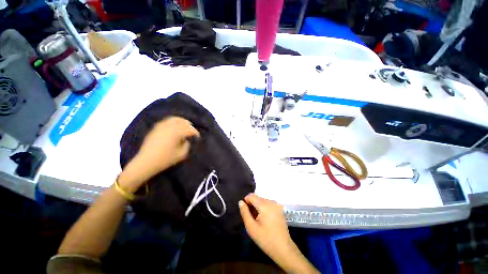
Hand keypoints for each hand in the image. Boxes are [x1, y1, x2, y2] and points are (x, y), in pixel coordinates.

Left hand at [118, 116, 199, 191]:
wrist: (146, 162)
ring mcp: (161, 126)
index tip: (198, 137)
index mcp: (176, 133)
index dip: (195, 133)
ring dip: (181, 121)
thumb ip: (187, 145)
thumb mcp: (181, 154)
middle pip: (182, 121)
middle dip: (189, 125)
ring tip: (185, 126)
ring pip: (174, 119)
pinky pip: (166, 121)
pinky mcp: (155, 128)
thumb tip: (187, 140)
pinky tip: (174, 126)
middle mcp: (169, 127)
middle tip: (192, 131)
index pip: (189, 130)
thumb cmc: (165, 159)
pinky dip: (173, 121)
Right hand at [239, 194, 318, 273]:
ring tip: (257, 219)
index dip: (246, 201)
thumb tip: (241, 202)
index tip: (244, 211)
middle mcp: (272, 202)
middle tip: (251, 217)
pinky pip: (268, 204)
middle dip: (252, 204)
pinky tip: (264, 219)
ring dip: (257, 206)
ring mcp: (277, 205)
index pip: (252, 196)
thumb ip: (245, 213)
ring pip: (262, 200)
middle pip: (257, 198)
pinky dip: (263, 208)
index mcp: (265, 205)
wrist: (283, 249)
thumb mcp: (251, 227)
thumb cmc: (265, 239)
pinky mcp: (280, 208)